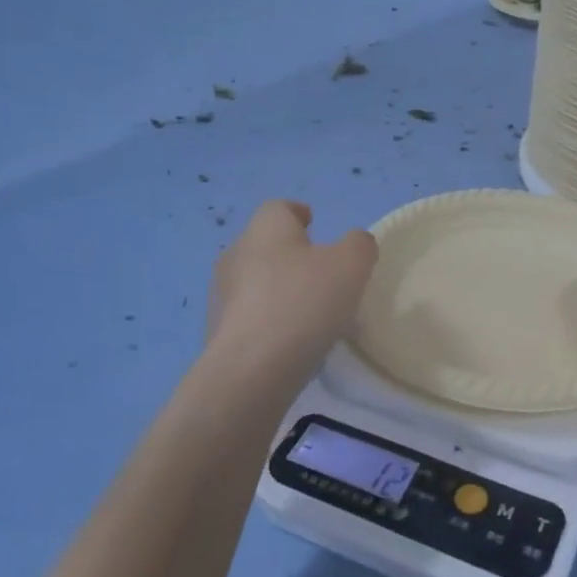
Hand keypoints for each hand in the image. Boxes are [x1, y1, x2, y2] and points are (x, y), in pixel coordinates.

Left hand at [206, 201, 377, 384]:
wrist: (251, 369)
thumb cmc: (304, 302)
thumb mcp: (352, 265)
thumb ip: (359, 245)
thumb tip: (355, 242)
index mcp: (265, 228)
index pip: (279, 208)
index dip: (298, 213)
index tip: (314, 224)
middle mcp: (236, 253)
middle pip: (265, 244)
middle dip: (290, 253)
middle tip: (320, 272)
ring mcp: (221, 294)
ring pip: (255, 281)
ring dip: (278, 289)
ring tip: (308, 311)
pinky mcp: (217, 331)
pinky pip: (248, 316)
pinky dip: (268, 320)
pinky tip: (290, 340)